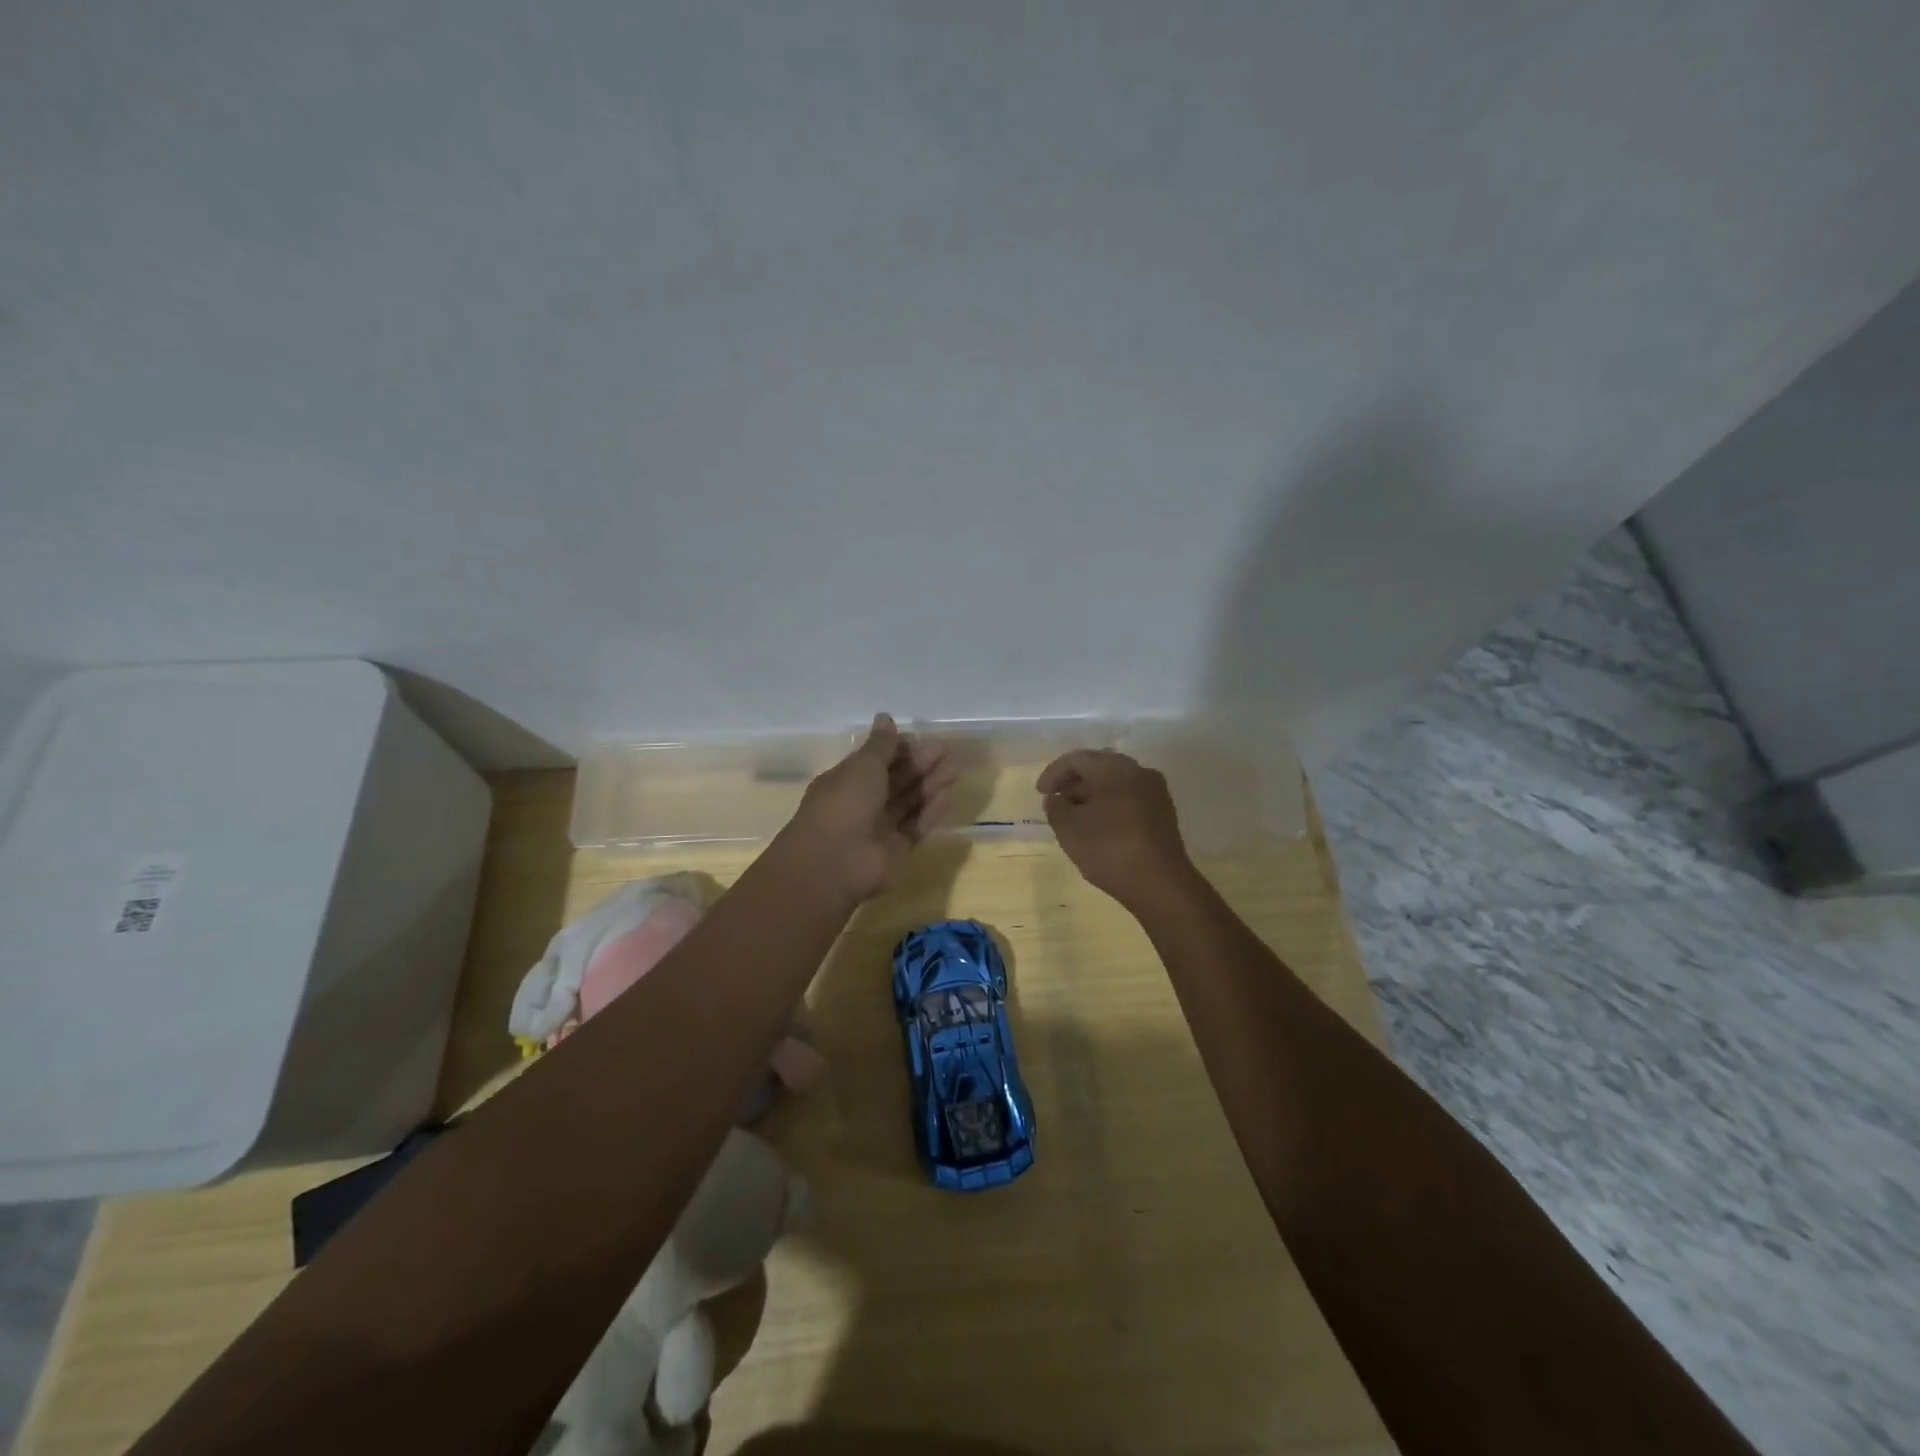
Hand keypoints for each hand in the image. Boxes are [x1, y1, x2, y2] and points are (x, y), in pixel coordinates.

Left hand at [780, 714, 958, 903]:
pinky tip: (949, 796)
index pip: (877, 760)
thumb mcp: (862, 766)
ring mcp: (880, 828)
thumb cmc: (844, 804)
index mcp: (847, 780)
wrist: (835, 862)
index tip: (922, 738)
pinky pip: (917, 825)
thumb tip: (885, 717)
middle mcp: (863, 803)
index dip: (899, 749)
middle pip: (896, 780)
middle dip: (921, 764)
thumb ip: (880, 745)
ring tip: (956, 769)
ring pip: (909, 802)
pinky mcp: (897, 849)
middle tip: (947, 750)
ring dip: (931, 785)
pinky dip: (931, 811)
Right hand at [1037, 750, 1197, 910]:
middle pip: (1099, 766)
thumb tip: (1057, 799)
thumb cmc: (1109, 849)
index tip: (1040, 793)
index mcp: (1114, 768)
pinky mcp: (1163, 812)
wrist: (1160, 884)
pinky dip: (1110, 804)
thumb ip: (1056, 808)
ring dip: (1092, 794)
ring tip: (1075, 816)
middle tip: (1056, 801)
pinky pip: (1130, 797)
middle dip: (1073, 782)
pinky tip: (1099, 826)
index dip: (1053, 773)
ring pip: (1116, 782)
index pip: (1077, 759)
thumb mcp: (1069, 829)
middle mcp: (1139, 772)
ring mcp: (1155, 792)